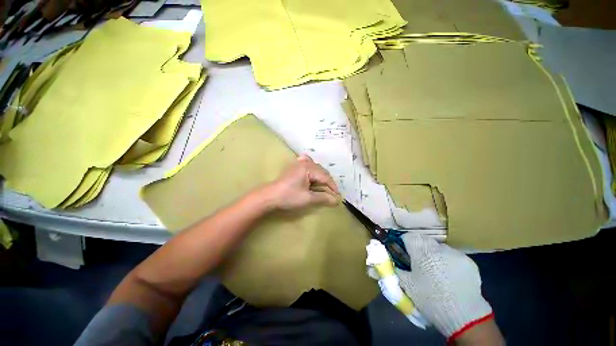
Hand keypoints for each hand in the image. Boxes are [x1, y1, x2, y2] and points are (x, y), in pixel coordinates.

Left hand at [264, 155, 339, 210]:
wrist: (270, 196)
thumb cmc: (289, 196)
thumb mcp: (307, 198)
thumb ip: (323, 198)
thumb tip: (336, 201)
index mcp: (308, 168)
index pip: (325, 177)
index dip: (333, 186)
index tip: (338, 196)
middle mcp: (304, 163)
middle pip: (321, 171)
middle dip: (328, 181)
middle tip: (332, 192)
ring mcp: (298, 163)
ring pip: (315, 167)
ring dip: (321, 176)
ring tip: (324, 185)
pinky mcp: (294, 167)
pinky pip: (306, 163)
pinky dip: (311, 167)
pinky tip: (312, 168)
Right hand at [395, 234, 500, 343]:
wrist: (464, 316)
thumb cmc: (430, 298)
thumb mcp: (407, 285)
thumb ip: (392, 269)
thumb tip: (376, 266)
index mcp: (421, 249)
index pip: (407, 236)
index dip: (403, 245)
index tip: (404, 256)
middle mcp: (438, 246)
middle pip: (423, 240)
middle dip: (419, 249)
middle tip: (419, 266)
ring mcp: (456, 253)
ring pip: (438, 248)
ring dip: (434, 255)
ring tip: (436, 272)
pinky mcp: (469, 261)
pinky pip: (453, 256)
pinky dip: (448, 262)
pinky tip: (450, 276)